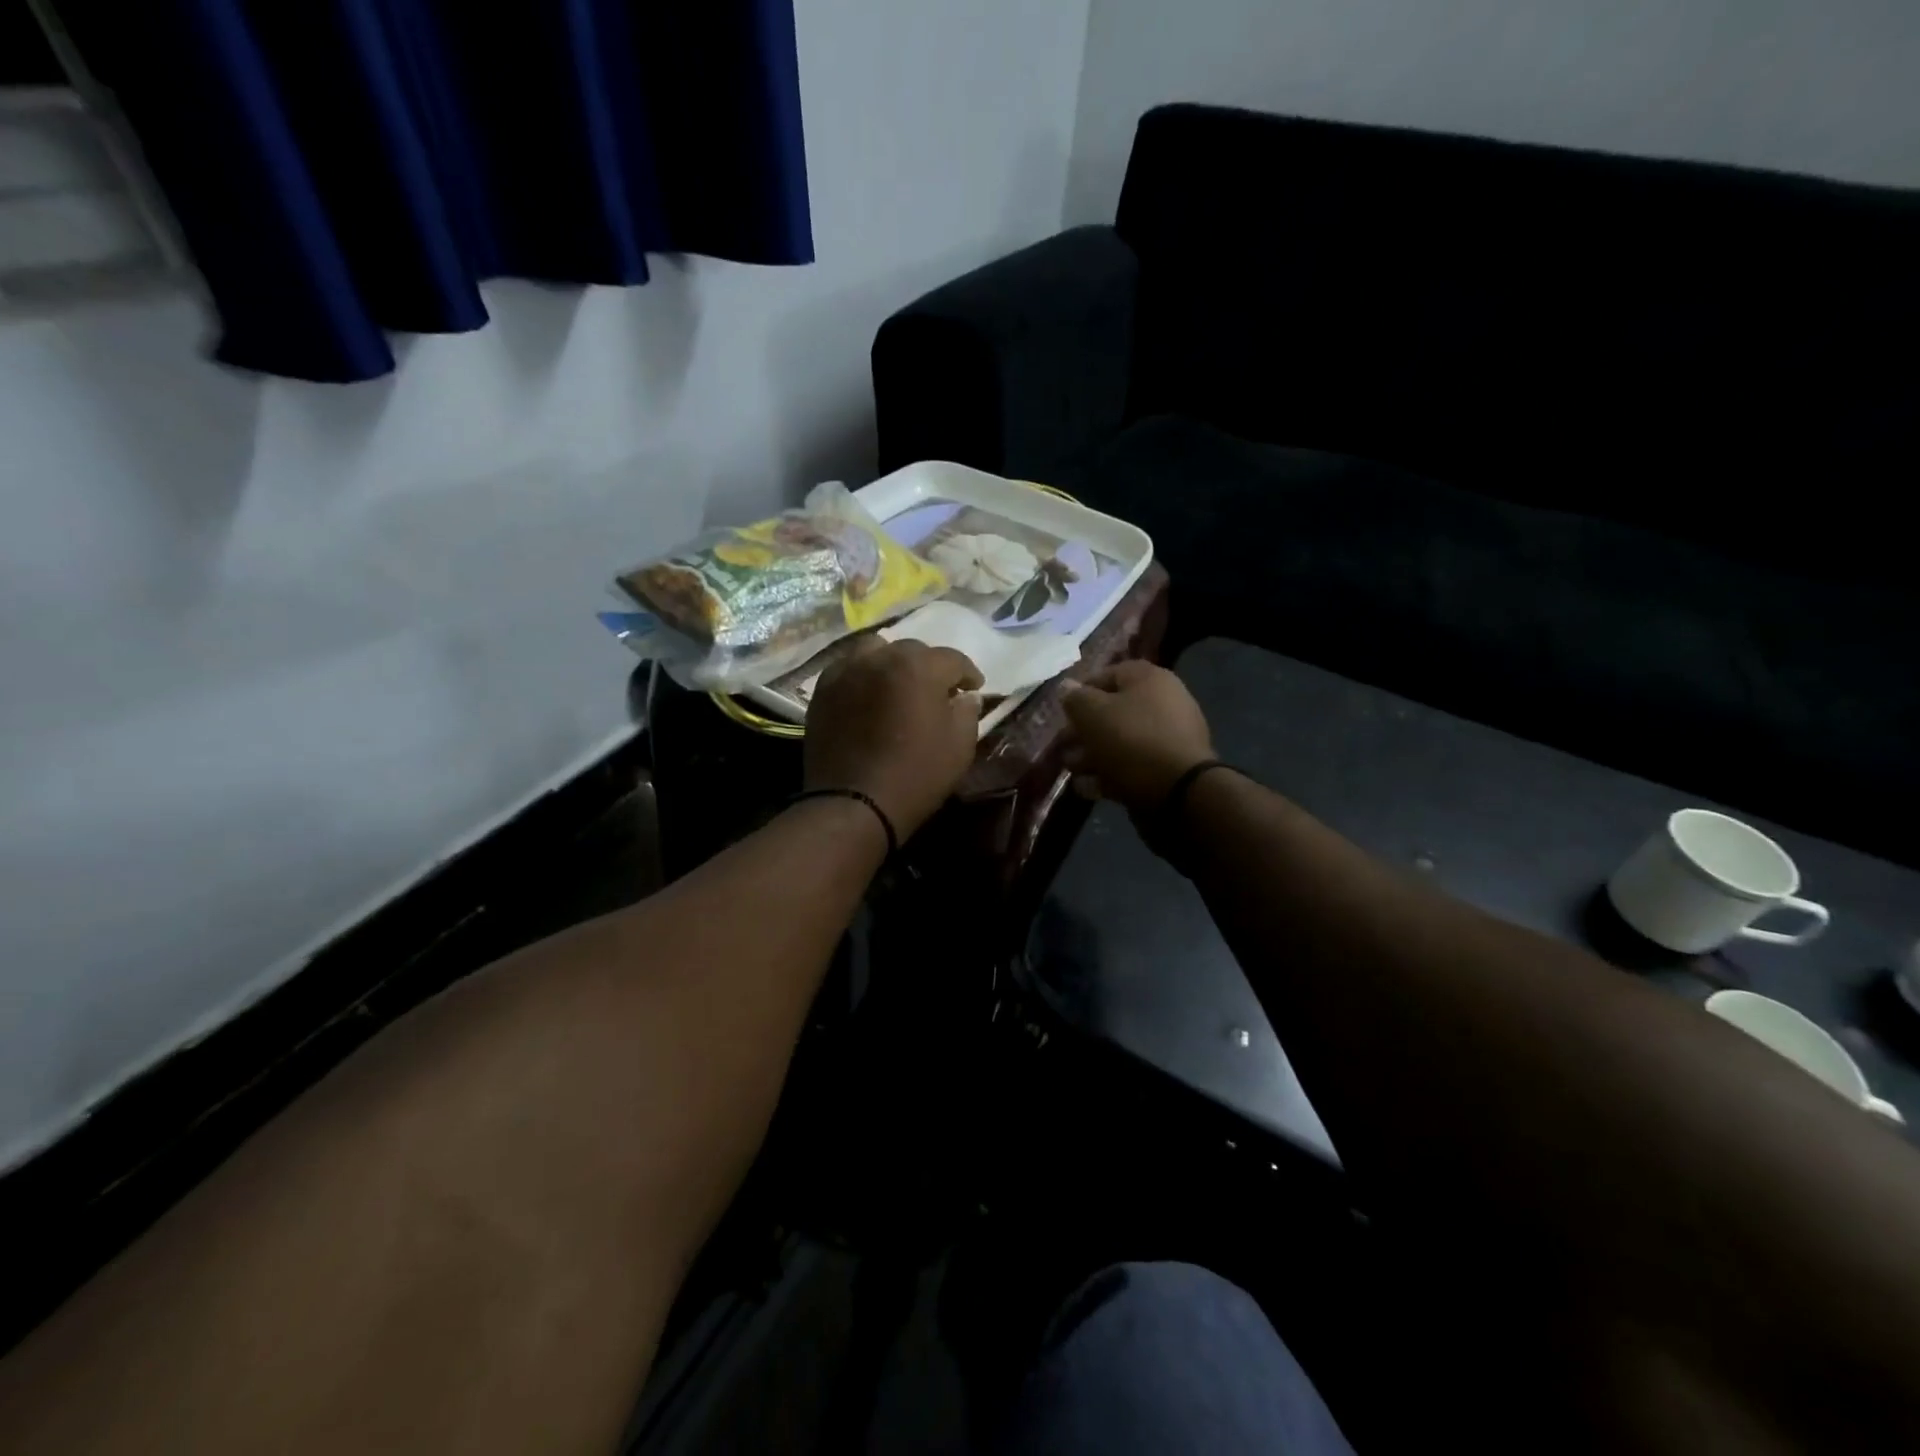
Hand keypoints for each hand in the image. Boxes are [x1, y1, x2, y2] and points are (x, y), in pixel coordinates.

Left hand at [805, 638, 983, 838]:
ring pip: (876, 651)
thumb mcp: (959, 747)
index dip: (968, 673)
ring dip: (892, 663)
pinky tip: (869, 696)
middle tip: (936, 692)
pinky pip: (848, 669)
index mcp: (918, 667)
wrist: (854, 804)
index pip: (953, 659)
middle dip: (929, 667)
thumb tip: (966, 696)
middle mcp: (880, 657)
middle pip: (912, 651)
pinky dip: (863, 675)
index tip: (974, 689)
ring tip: (898, 686)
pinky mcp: (822, 690)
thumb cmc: (916, 775)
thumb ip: (968, 712)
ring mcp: (846, 671)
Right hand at [1061, 661, 1215, 812]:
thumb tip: (1066, 687)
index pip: (1108, 674)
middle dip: (1082, 731)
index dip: (1080, 691)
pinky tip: (1088, 788)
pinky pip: (1133, 766)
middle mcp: (1163, 703)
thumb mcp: (1092, 713)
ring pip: (1121, 741)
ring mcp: (1169, 738)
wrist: (1179, 792)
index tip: (1061, 712)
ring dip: (1092, 755)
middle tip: (1061, 746)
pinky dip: (1109, 775)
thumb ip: (1075, 698)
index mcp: (1149, 680)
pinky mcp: (1168, 770)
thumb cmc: (1131, 740)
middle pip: (1113, 711)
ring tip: (1071, 770)